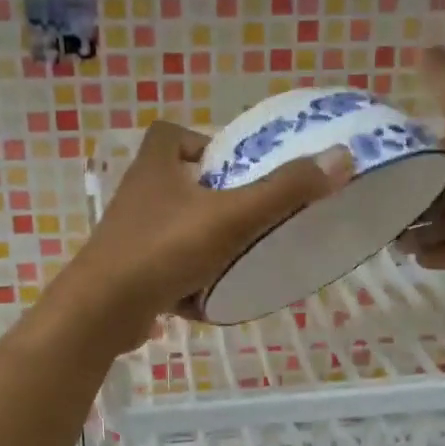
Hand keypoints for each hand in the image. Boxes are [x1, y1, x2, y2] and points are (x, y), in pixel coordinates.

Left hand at [54, 120, 352, 349]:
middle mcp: (137, 196)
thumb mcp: (232, 216)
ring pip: (172, 227)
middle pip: (176, 182)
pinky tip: (211, 296)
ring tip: (239, 255)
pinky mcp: (126, 273)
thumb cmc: (165, 249)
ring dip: (202, 239)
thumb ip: (285, 190)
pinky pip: (164, 267)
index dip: (201, 141)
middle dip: (211, 196)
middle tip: (249, 212)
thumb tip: (341, 158)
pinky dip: (187, 278)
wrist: (103, 311)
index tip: (233, 165)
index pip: (170, 134)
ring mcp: (128, 237)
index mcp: (155, 168)